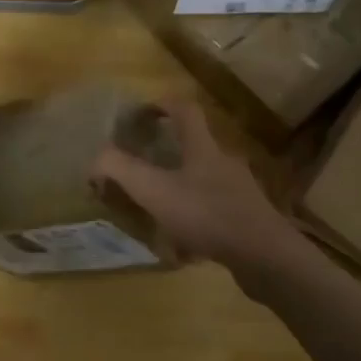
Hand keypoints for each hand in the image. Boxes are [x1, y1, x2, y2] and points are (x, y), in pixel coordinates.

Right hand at [92, 98, 316, 288]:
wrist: (265, 257)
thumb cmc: (207, 214)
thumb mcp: (155, 191)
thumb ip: (121, 170)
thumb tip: (95, 159)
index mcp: (203, 147)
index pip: (184, 109)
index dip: (162, 104)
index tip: (142, 112)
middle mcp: (224, 162)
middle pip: (195, 145)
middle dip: (168, 152)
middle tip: (143, 166)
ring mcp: (240, 191)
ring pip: (204, 181)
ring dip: (181, 189)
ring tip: (158, 210)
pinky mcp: (248, 219)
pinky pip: (216, 212)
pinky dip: (196, 221)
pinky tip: (184, 246)